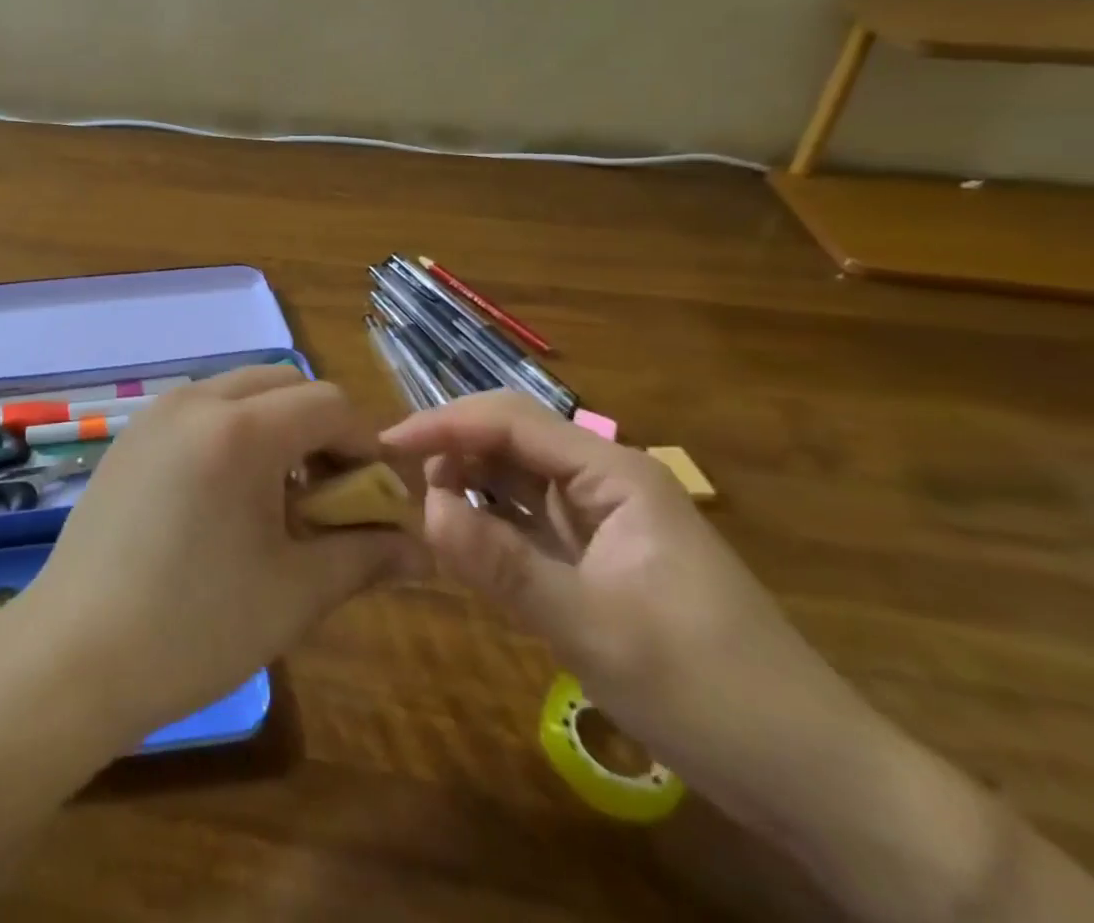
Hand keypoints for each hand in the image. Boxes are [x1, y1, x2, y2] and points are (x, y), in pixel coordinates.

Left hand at [10, 366, 428, 743]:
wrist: (74, 653)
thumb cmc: (195, 626)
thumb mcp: (295, 592)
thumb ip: (364, 556)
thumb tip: (422, 549)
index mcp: (239, 429)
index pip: (328, 403)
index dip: (366, 444)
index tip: (378, 497)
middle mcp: (195, 401)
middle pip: (283, 383)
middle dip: (320, 428)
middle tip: (330, 494)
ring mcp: (155, 414)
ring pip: (238, 391)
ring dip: (275, 426)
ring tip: (279, 498)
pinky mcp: (131, 436)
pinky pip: (199, 410)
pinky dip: (232, 432)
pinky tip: (226, 497)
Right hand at [385, 393, 875, 825]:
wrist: (814, 778)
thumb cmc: (709, 691)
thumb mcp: (595, 629)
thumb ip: (503, 565)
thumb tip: (424, 509)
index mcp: (614, 474)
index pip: (511, 421)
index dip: (443, 425)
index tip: (384, 446)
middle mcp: (605, 482)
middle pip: (510, 439)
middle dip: (451, 447)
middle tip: (394, 478)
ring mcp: (602, 520)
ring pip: (515, 477)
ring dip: (466, 482)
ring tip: (420, 507)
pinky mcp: (598, 557)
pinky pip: (527, 520)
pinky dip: (488, 521)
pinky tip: (460, 537)